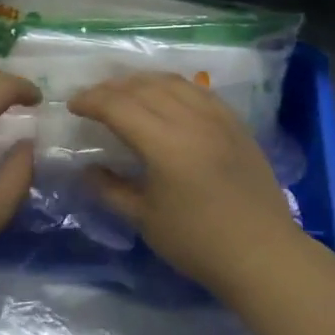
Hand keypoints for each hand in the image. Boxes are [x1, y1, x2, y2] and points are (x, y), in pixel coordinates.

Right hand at [68, 73, 300, 290]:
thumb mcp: (145, 220)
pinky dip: (173, 87)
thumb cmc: (198, 242)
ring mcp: (217, 117)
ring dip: (142, 82)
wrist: (262, 253)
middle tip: (93, 100)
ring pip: (172, 82)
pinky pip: (198, 91)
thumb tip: (86, 170)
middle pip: (143, 87)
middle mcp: (190, 119)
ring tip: (125, 92)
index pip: (118, 106)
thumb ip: (111, 189)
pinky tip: (166, 98)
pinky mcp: (236, 123)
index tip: (73, 106)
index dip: (91, 101)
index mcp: (164, 143)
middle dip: (112, 88)